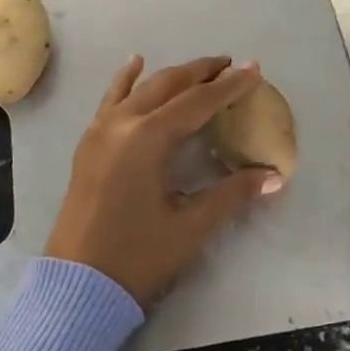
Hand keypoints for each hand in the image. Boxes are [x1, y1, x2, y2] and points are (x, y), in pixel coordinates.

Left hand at [45, 55, 284, 307]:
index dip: (228, 86)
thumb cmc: (137, 257)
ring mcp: (100, 131)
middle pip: (167, 85)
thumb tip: (273, 176)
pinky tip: (135, 64)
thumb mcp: (190, 226)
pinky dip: (126, 80)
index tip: (253, 69)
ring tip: (198, 67)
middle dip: (201, 72)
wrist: (76, 286)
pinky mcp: (88, 144)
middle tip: (231, 64)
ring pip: (140, 88)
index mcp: (148, 139)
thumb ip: (232, 194)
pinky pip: (111, 99)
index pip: (197, 102)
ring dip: (171, 74)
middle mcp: (122, 124)